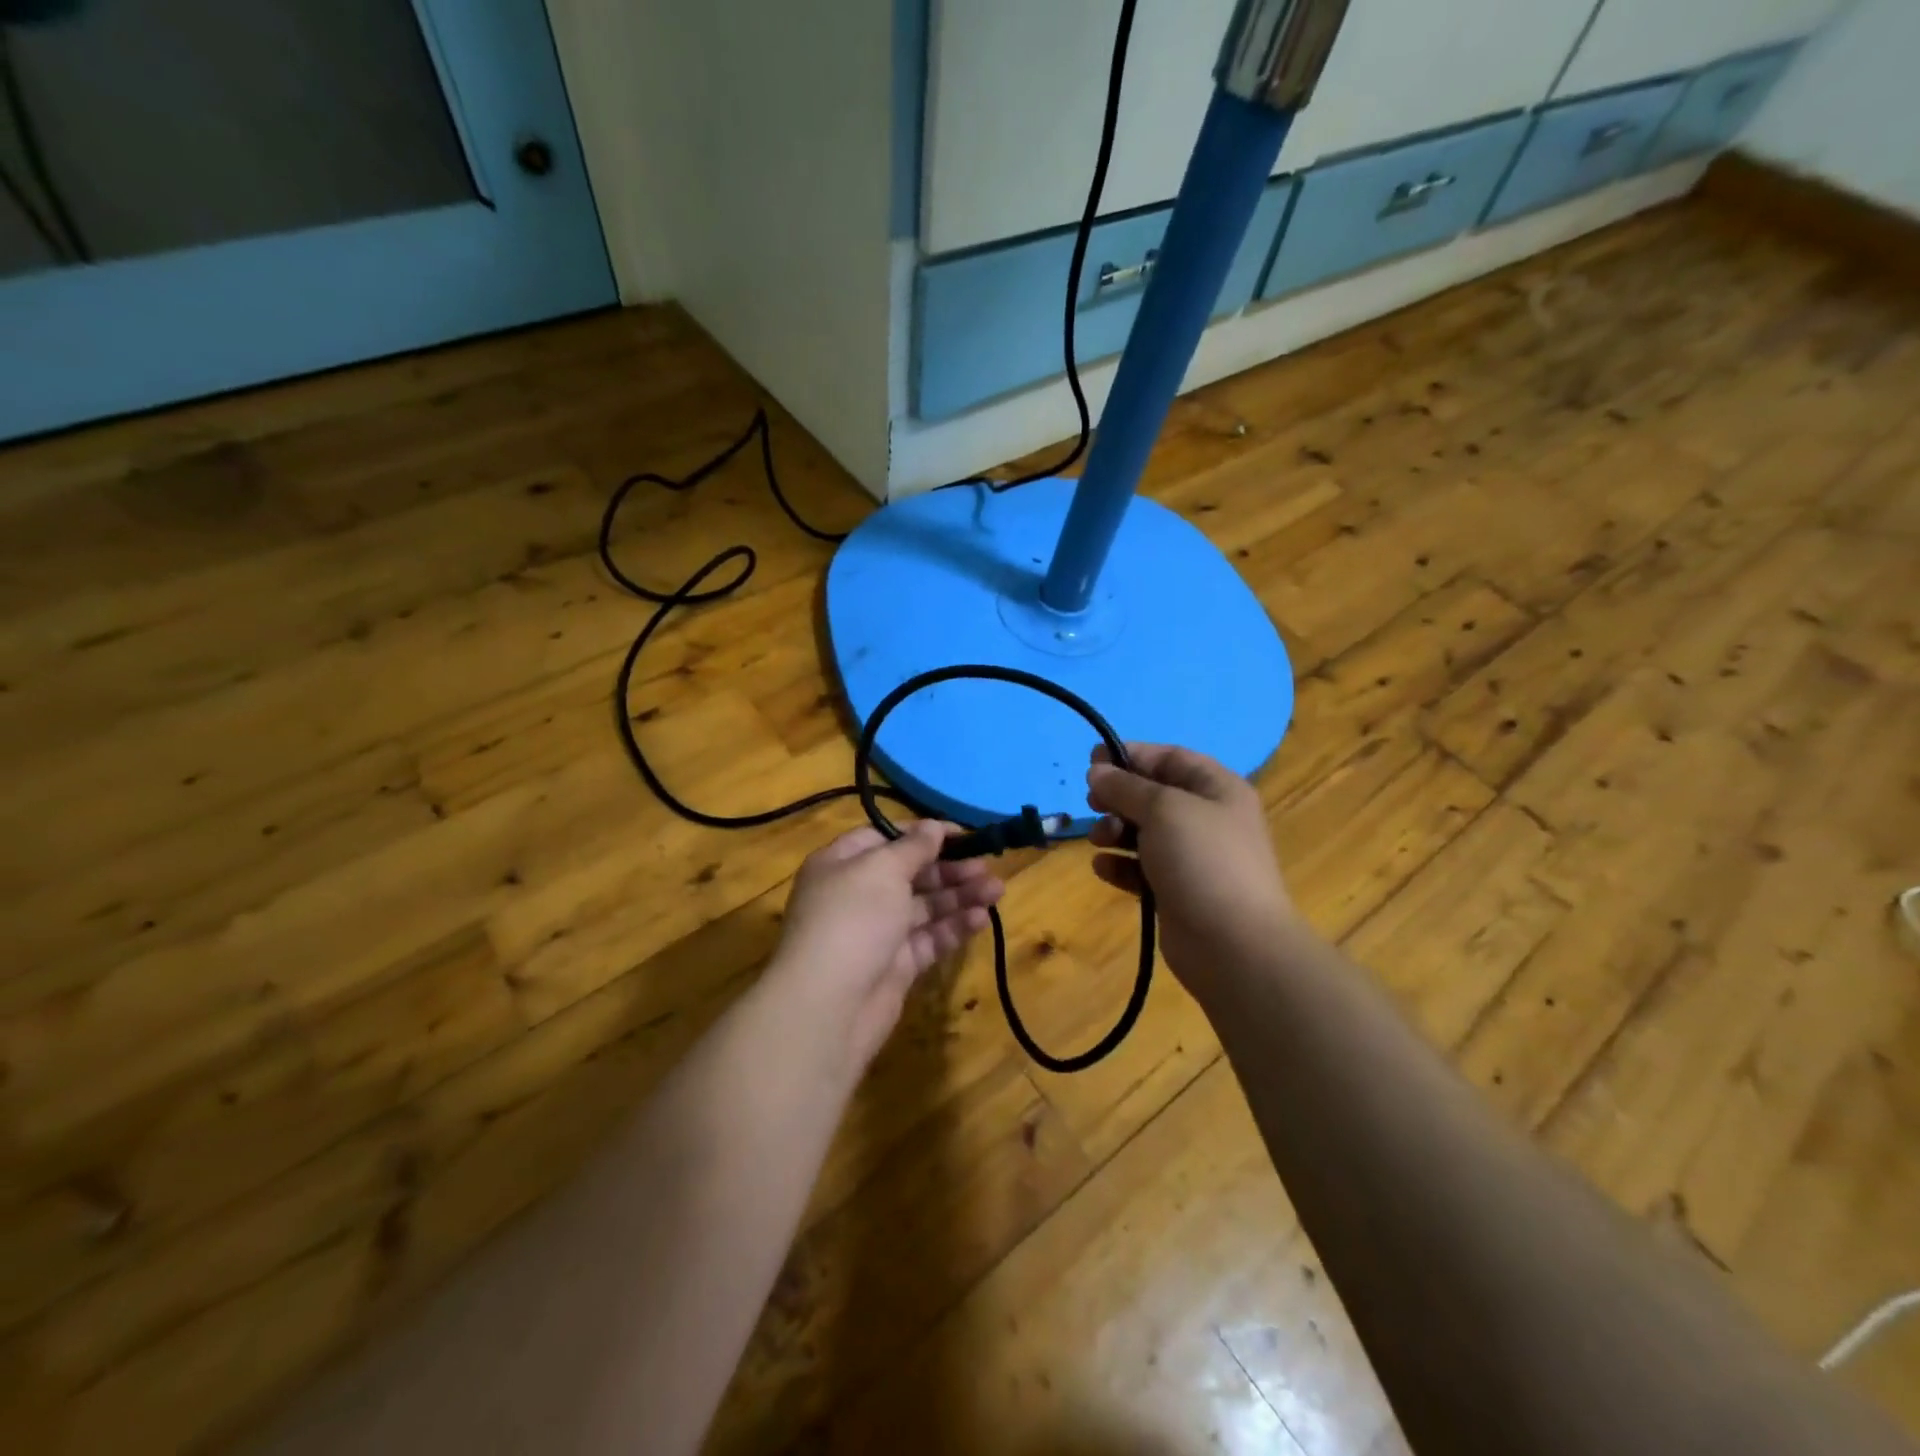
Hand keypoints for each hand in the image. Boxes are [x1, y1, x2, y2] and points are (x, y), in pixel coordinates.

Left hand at [771, 821, 1002, 1066]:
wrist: (829, 1005)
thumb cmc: (852, 918)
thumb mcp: (882, 869)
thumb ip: (913, 847)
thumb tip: (933, 826)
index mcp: (842, 863)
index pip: (885, 838)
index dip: (922, 834)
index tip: (961, 833)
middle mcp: (857, 894)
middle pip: (910, 873)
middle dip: (949, 868)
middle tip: (986, 867)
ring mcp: (877, 932)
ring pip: (924, 907)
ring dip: (959, 896)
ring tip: (997, 890)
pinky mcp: (896, 966)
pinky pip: (929, 939)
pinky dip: (954, 927)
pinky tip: (981, 919)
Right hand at [1085, 743, 1304, 1003]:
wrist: (1233, 945)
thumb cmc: (1203, 861)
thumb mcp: (1163, 809)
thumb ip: (1127, 787)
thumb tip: (1097, 770)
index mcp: (1217, 789)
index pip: (1170, 758)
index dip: (1131, 755)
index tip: (1092, 761)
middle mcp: (1207, 818)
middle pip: (1154, 795)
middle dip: (1119, 796)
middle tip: (1092, 803)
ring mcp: (1193, 858)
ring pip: (1144, 832)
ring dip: (1115, 831)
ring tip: (1098, 840)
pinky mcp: (1177, 891)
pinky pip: (1142, 868)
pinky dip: (1121, 865)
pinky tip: (1102, 868)